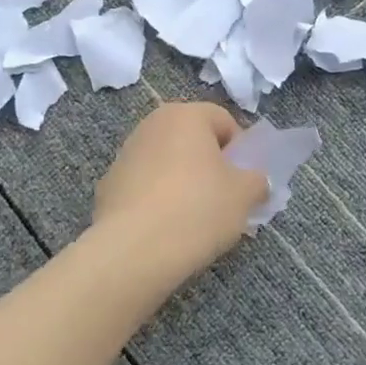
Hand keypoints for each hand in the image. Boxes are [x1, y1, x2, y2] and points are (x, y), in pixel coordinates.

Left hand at [93, 103, 269, 277]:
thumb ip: (257, 180)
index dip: (240, 151)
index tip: (243, 182)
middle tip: (223, 200)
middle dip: (211, 166)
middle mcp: (151, 124)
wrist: (134, 249)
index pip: (224, 121)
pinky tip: (165, 228)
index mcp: (185, 115)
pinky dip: (158, 199)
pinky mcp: (108, 184)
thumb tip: (254, 181)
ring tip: (194, 219)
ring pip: (168, 163)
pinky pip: (146, 185)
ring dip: (183, 181)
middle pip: (193, 140)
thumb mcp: (244, 195)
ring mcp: (125, 154)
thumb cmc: (197, 209)